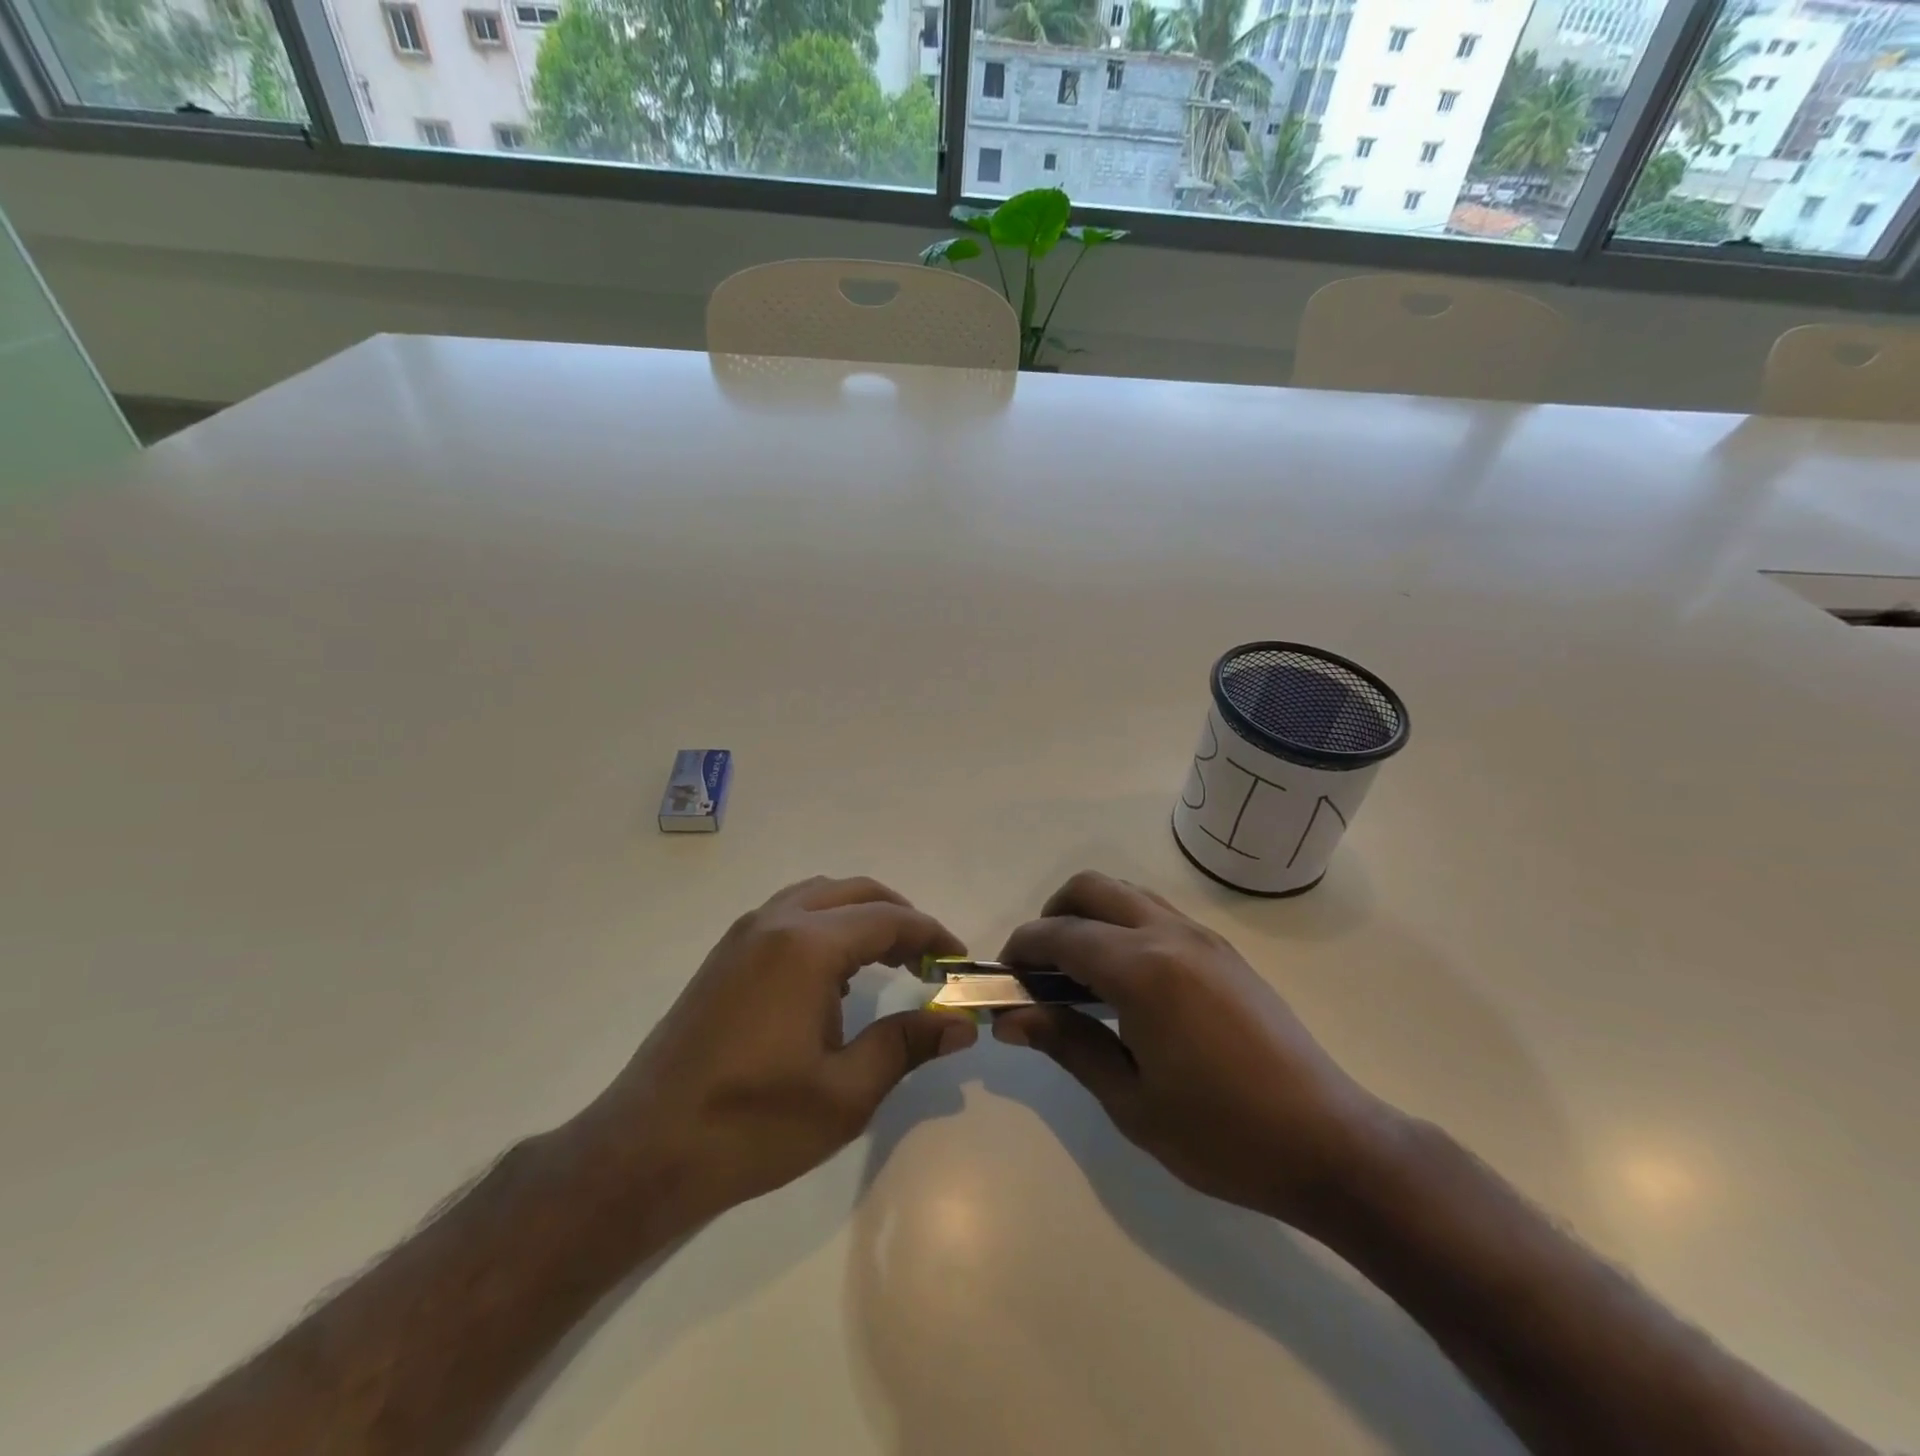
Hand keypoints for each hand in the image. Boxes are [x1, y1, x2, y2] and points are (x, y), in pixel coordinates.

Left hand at [566, 876, 975, 1236]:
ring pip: (819, 896)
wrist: (644, 1151)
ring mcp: (743, 935)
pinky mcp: (724, 956)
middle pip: (855, 892)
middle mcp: (775, 922)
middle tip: (928, 961)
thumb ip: (907, 1044)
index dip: (932, 935)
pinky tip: (834, 977)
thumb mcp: (845, 1093)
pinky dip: (826, 925)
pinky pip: (789, 914)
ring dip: (861, 916)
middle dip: (899, 917)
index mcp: (807, 946)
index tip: (959, 963)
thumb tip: (961, 1023)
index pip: (889, 919)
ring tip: (888, 962)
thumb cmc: (752, 1125)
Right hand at [993, 871, 1392, 1231]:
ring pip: (1126, 893)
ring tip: (1080, 978)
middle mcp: (1170, 934)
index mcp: (1143, 969)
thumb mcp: (1131, 1101)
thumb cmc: (1222, 1135)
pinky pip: (1156, 913)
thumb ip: (1068, 1045)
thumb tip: (1011, 1018)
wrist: (1330, 1144)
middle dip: (1051, 916)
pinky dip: (1123, 926)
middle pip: (1091, 888)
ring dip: (1090, 917)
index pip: (1060, 934)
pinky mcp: (1223, 951)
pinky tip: (1126, 984)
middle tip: (1040, 971)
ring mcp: (1202, 937)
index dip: (1022, 949)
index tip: (1004, 979)